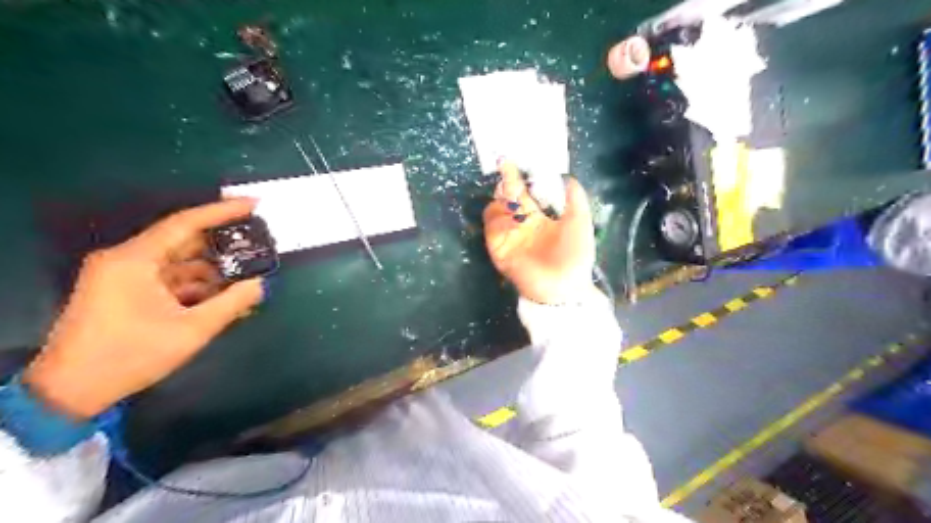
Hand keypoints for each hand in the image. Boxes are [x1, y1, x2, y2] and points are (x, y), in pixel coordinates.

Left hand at [24, 197, 264, 418]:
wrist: (71, 390)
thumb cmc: (131, 355)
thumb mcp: (191, 330)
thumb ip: (231, 303)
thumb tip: (260, 284)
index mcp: (135, 260)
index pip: (185, 224)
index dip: (222, 211)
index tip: (253, 205)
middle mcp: (127, 260)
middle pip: (184, 242)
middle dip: (222, 245)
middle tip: (257, 244)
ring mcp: (125, 276)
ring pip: (180, 263)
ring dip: (213, 270)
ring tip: (248, 276)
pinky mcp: (126, 291)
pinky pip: (171, 279)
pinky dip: (198, 285)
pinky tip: (225, 297)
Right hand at [484, 161, 591, 303]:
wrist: (564, 287)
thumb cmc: (575, 254)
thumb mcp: (580, 222)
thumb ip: (575, 199)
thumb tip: (567, 177)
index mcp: (539, 218)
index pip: (524, 194)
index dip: (518, 178)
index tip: (512, 161)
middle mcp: (521, 225)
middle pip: (506, 198)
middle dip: (506, 182)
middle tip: (507, 168)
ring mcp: (509, 236)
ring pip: (495, 210)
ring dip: (501, 200)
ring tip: (513, 196)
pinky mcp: (499, 248)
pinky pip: (492, 228)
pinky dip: (498, 219)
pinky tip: (511, 217)